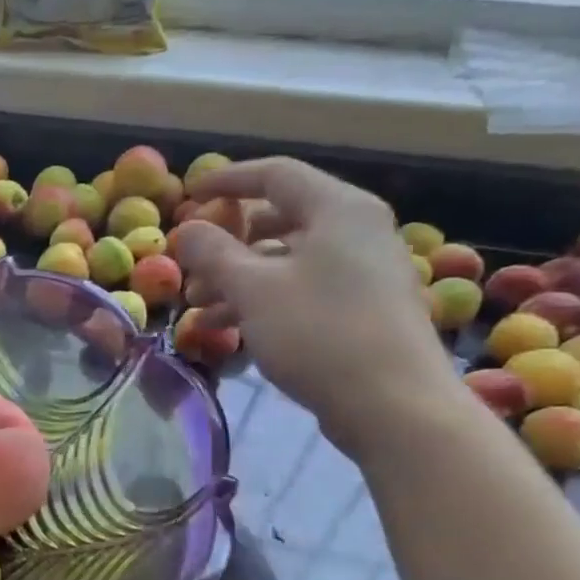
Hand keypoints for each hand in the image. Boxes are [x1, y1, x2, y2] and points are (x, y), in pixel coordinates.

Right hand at [172, 156, 463, 456]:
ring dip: (237, 277)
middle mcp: (356, 230)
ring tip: (198, 306)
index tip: (188, 194)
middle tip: (190, 263)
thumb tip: (186, 228)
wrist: (393, 404)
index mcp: (338, 209)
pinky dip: (262, 299)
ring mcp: (362, 271)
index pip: (275, 174)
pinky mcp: (361, 308)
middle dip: (227, 241)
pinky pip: (301, 288)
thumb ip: (212, 252)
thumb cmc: (318, 333)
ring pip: (286, 259)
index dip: (227, 180)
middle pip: (279, 218)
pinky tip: (228, 328)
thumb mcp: (252, 288)